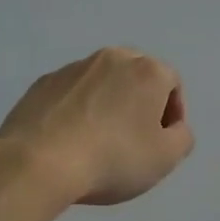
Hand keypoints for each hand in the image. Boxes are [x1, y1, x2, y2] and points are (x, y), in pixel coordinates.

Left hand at [0, 48, 194, 205]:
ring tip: (98, 139)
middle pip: (136, 75)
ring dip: (107, 103)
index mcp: (147, 71)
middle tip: (134, 137)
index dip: (172, 113)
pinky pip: (71, 93)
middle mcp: (112, 58)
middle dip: (140, 101)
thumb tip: (173, 127)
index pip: (171, 84)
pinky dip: (77, 109)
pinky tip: (69, 138)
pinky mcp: (43, 82)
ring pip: (102, 82)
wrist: (38, 162)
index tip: (161, 142)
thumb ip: (181, 138)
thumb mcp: (165, 159)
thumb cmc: (113, 158)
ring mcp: (74, 67)